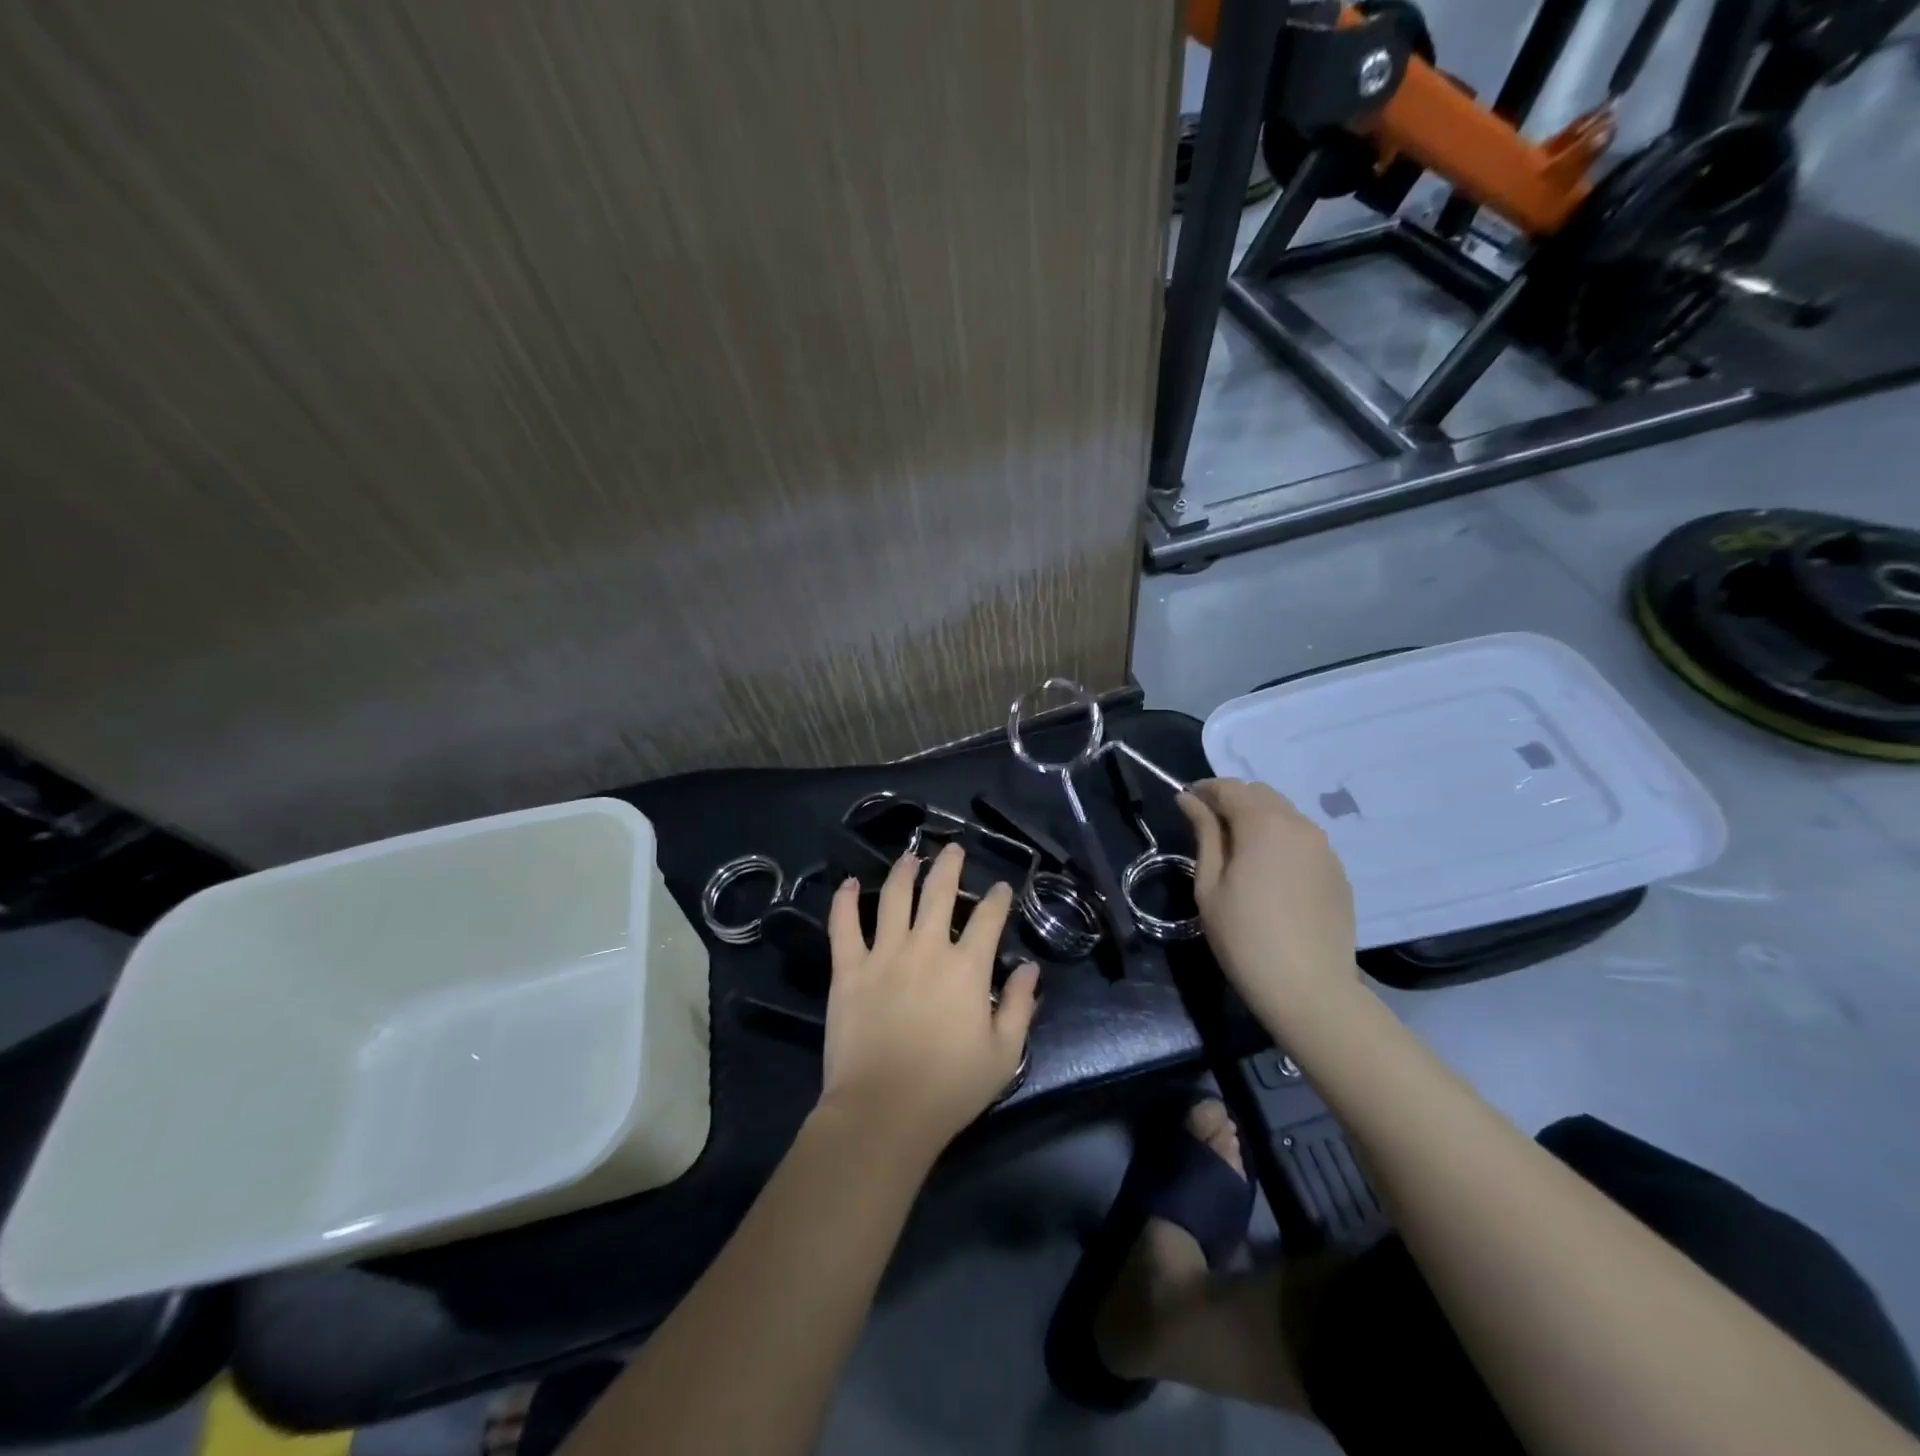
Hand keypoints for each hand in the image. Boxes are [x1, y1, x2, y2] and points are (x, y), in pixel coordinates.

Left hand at [819, 843, 1039, 1157]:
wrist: (883, 1112)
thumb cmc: (949, 1088)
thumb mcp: (1004, 1054)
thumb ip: (1019, 1006)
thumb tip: (1030, 969)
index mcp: (966, 967)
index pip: (988, 918)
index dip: (998, 898)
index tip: (1001, 888)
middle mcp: (926, 948)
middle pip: (939, 892)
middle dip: (950, 865)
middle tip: (953, 849)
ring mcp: (883, 954)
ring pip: (894, 897)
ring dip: (904, 871)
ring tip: (911, 855)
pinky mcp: (848, 969)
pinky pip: (844, 925)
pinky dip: (846, 900)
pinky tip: (851, 883)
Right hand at [1177, 778, 1358, 1031]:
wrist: (1309, 989)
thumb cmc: (1245, 937)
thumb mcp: (1210, 885)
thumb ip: (1204, 834)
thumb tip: (1189, 800)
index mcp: (1263, 824)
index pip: (1230, 788)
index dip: (1205, 790)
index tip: (1186, 803)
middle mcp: (1299, 825)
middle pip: (1261, 794)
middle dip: (1232, 800)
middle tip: (1209, 826)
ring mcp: (1324, 848)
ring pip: (1285, 814)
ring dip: (1258, 819)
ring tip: (1238, 850)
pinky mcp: (1337, 871)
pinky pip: (1303, 840)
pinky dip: (1281, 840)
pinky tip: (1269, 872)